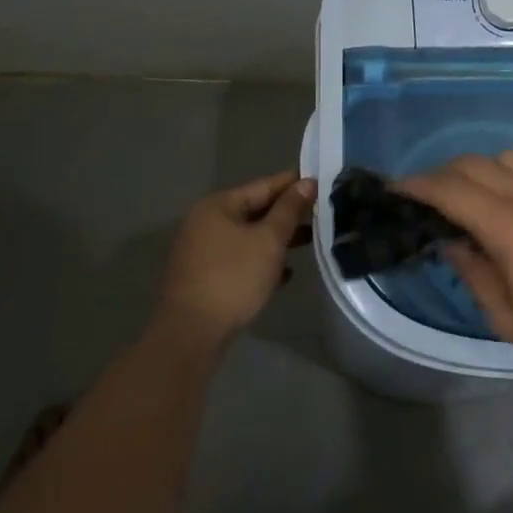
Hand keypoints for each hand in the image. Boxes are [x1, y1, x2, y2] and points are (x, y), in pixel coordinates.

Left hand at [158, 170, 314, 344]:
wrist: (192, 332)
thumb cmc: (233, 277)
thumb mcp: (268, 240)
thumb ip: (289, 209)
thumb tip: (307, 182)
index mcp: (218, 206)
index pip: (263, 185)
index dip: (293, 183)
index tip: (321, 180)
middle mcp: (206, 222)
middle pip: (255, 210)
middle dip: (287, 213)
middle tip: (321, 211)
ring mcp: (203, 251)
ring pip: (249, 236)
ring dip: (277, 239)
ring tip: (310, 240)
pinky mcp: (206, 277)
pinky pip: (241, 259)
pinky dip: (262, 261)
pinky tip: (286, 273)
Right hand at [399, 152, 512, 375]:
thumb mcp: (510, 318)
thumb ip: (474, 274)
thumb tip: (451, 244)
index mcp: (507, 225)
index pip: (449, 190)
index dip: (417, 185)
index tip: (395, 189)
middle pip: (473, 164)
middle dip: (441, 174)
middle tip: (425, 197)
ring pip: (505, 157)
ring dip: (478, 169)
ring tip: (470, 197)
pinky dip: (512, 174)